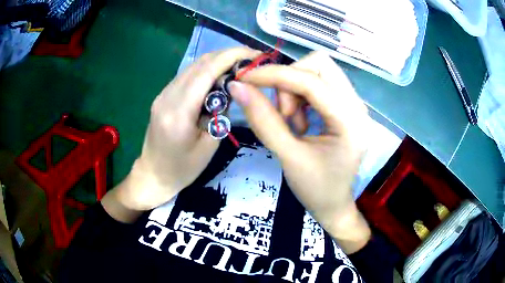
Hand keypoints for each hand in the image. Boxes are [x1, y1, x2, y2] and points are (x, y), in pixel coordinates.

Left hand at [102, 47, 260, 220]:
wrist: (153, 174)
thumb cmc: (183, 169)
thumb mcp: (209, 145)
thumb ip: (220, 113)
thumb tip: (230, 87)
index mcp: (179, 112)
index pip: (206, 71)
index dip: (231, 57)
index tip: (254, 54)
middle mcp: (167, 96)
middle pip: (200, 63)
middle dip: (228, 55)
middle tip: (251, 59)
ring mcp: (163, 94)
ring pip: (193, 66)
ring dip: (218, 61)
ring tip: (240, 65)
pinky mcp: (163, 95)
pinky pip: (188, 75)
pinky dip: (206, 70)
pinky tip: (220, 76)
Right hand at [229, 51, 371, 252]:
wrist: (334, 204)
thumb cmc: (315, 189)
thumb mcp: (288, 157)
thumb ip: (263, 120)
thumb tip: (238, 88)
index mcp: (350, 122)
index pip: (311, 81)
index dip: (275, 75)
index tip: (244, 80)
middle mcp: (358, 106)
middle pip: (320, 64)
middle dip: (290, 80)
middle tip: (283, 112)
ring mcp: (354, 104)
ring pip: (318, 71)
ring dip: (295, 89)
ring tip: (292, 122)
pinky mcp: (346, 106)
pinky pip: (319, 83)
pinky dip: (302, 95)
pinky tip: (301, 121)